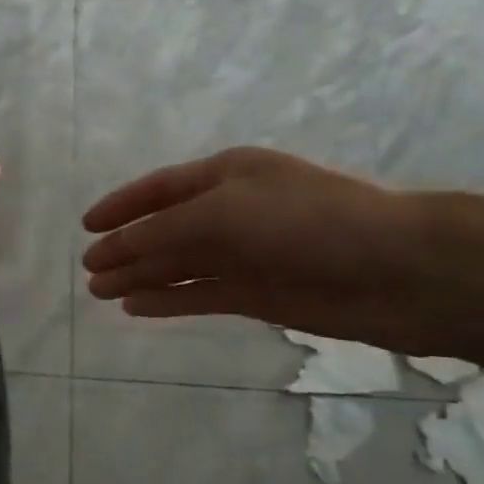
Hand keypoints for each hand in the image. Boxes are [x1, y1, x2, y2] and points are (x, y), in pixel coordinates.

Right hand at [81, 147, 437, 353]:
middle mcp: (233, 210)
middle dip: (126, 249)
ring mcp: (247, 254)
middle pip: (166, 230)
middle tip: (88, 272)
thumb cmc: (306, 223)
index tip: (86, 228)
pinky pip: (202, 294)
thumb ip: (164, 231)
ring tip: (101, 293)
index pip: (160, 188)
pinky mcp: (260, 294)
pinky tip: (139, 308)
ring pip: (180, 265)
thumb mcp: (224, 213)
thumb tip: (116, 251)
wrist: (397, 271)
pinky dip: (170, 301)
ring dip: (141, 277)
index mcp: (227, 175)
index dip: (121, 206)